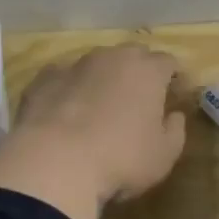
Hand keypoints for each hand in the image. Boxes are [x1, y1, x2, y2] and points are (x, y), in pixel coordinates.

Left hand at [0, 44, 187, 218]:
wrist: (54, 163)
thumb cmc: (121, 159)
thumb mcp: (164, 155)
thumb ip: (175, 130)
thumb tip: (175, 115)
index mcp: (147, 71)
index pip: (168, 62)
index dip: (174, 78)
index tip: (175, 95)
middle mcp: (112, 57)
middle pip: (133, 56)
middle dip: (139, 72)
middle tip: (140, 99)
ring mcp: (74, 65)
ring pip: (96, 64)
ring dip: (102, 79)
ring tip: (100, 106)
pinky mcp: (43, 80)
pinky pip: (63, 78)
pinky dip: (69, 90)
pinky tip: (66, 112)